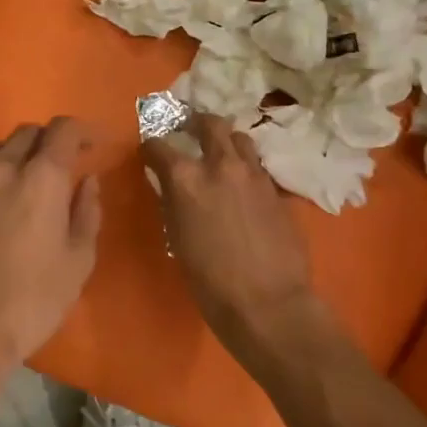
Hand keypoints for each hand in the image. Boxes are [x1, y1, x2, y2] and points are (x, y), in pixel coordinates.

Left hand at [0, 117, 102, 367]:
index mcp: (40, 179)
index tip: (94, 143)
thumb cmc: (33, 300)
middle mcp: (0, 171)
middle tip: (64, 163)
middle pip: (26, 133)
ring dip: (17, 155)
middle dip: (49, 140)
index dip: (83, 130)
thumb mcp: (78, 261)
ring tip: (29, 181)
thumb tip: (88, 182)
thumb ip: (87, 212)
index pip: (63, 130)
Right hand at [142, 115, 320, 357]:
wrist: (268, 303)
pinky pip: (259, 167)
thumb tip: (171, 187)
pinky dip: (247, 168)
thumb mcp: (178, 238)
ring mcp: (255, 175)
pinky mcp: (278, 190)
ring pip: (241, 139)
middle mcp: (221, 166)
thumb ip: (173, 203)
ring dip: (227, 141)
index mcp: (186, 179)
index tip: (149, 152)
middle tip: (189, 130)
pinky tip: (244, 185)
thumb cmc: (210, 281)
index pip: (159, 145)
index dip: (151, 147)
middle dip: (196, 122)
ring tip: (221, 153)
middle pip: (209, 124)